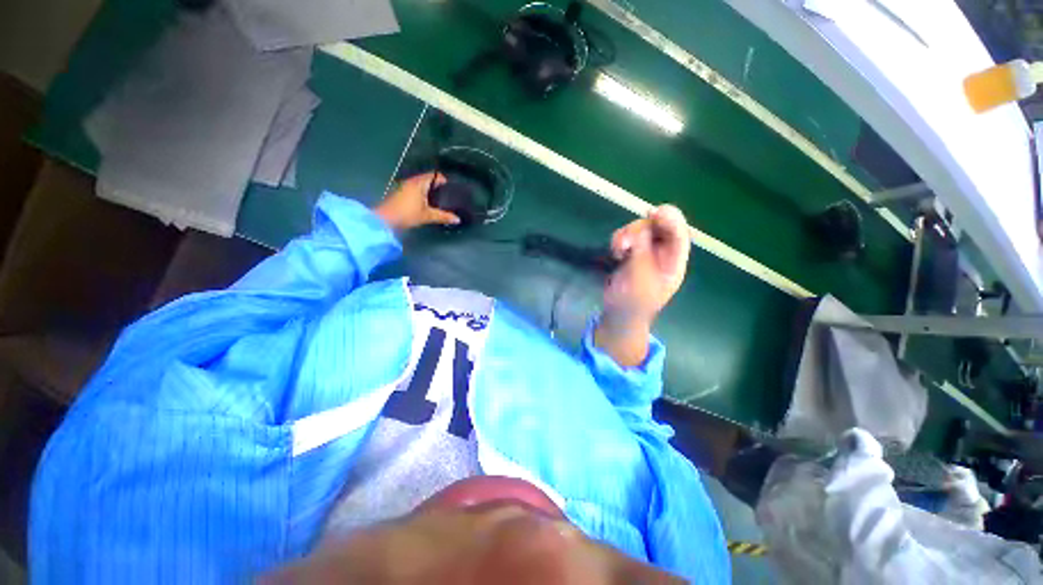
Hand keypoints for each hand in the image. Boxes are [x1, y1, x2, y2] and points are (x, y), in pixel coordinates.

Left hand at [375, 172, 459, 229]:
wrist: (385, 219)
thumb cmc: (407, 214)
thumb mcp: (428, 216)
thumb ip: (443, 216)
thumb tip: (457, 219)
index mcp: (419, 183)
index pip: (434, 175)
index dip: (443, 180)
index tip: (450, 187)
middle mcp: (412, 181)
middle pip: (427, 178)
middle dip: (437, 185)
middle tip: (447, 194)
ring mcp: (405, 186)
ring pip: (421, 184)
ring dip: (429, 189)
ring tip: (438, 199)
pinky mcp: (401, 192)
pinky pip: (415, 188)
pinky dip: (422, 193)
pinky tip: (426, 203)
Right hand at [604, 205, 689, 323]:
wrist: (619, 315)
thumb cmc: (633, 302)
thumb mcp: (640, 277)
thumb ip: (642, 250)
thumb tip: (643, 227)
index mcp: (674, 261)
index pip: (679, 235)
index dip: (670, 220)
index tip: (655, 213)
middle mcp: (663, 253)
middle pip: (657, 227)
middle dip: (639, 230)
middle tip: (624, 243)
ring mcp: (646, 252)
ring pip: (640, 229)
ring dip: (626, 235)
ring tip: (617, 251)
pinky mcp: (631, 253)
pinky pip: (627, 237)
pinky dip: (619, 240)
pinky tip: (615, 253)